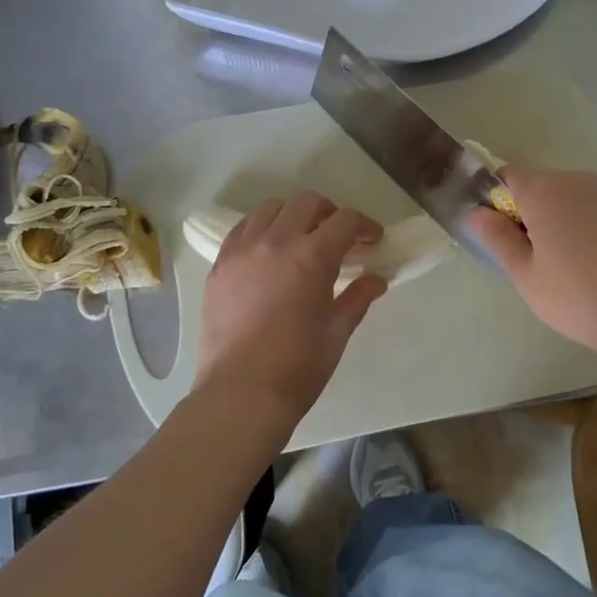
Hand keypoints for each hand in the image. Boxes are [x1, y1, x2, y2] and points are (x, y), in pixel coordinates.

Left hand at [193, 191, 387, 426]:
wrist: (241, 394)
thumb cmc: (298, 367)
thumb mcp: (337, 332)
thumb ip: (358, 298)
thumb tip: (376, 280)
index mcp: (312, 257)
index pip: (345, 220)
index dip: (364, 225)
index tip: (372, 239)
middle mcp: (275, 242)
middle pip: (306, 202)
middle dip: (329, 213)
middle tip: (338, 237)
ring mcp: (242, 251)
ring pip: (270, 209)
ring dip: (293, 215)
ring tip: (300, 238)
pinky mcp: (220, 265)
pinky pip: (242, 229)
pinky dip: (261, 229)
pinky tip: (268, 251)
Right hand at [468, 168, 596, 366]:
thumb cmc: (575, 297)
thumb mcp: (524, 274)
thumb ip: (497, 237)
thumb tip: (477, 212)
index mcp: (542, 189)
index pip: (505, 178)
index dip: (496, 203)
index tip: (501, 238)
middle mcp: (573, 179)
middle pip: (536, 185)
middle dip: (526, 212)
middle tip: (530, 259)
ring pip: (563, 197)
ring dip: (553, 219)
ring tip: (561, 264)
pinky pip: (587, 208)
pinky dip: (578, 225)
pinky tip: (587, 261)